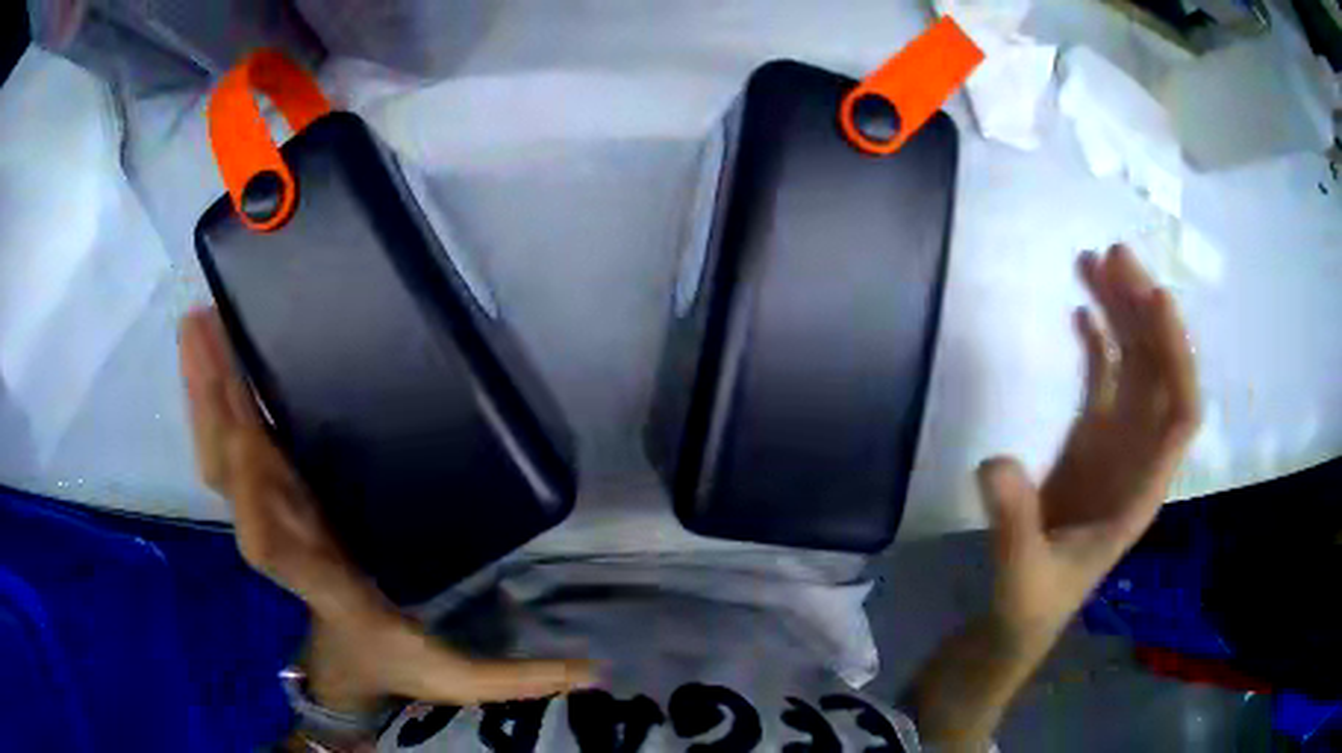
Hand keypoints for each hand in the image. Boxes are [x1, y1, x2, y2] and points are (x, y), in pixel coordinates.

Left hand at [180, 309, 593, 713]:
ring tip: (198, 325)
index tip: (246, 438)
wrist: (345, 664)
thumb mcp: (458, 678)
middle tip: (201, 331)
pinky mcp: (272, 497)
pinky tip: (218, 358)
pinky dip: (220, 403)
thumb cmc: (393, 661)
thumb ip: (520, 678)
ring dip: (208, 392)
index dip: (253, 498)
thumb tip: (595, 671)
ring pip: (223, 454)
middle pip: (230, 476)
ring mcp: (270, 514)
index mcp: (321, 582)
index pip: (272, 546)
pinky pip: (234, 449)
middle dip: (213, 408)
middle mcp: (281, 540)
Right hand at [979, 245, 1200, 643]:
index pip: (1181, 413)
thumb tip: (993, 463)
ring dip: (1122, 314)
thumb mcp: (1022, 576)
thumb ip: (1014, 526)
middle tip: (1116, 256)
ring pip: (1134, 367)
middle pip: (1159, 374)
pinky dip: (1099, 341)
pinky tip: (1082, 309)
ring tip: (1095, 261)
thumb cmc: (1032, 603)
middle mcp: (1139, 455)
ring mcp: (1115, 443)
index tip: (1155, 298)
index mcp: (1142, 488)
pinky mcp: (1089, 439)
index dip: (1177, 357)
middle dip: (1146, 314)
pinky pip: (1104, 379)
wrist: (1021, 613)